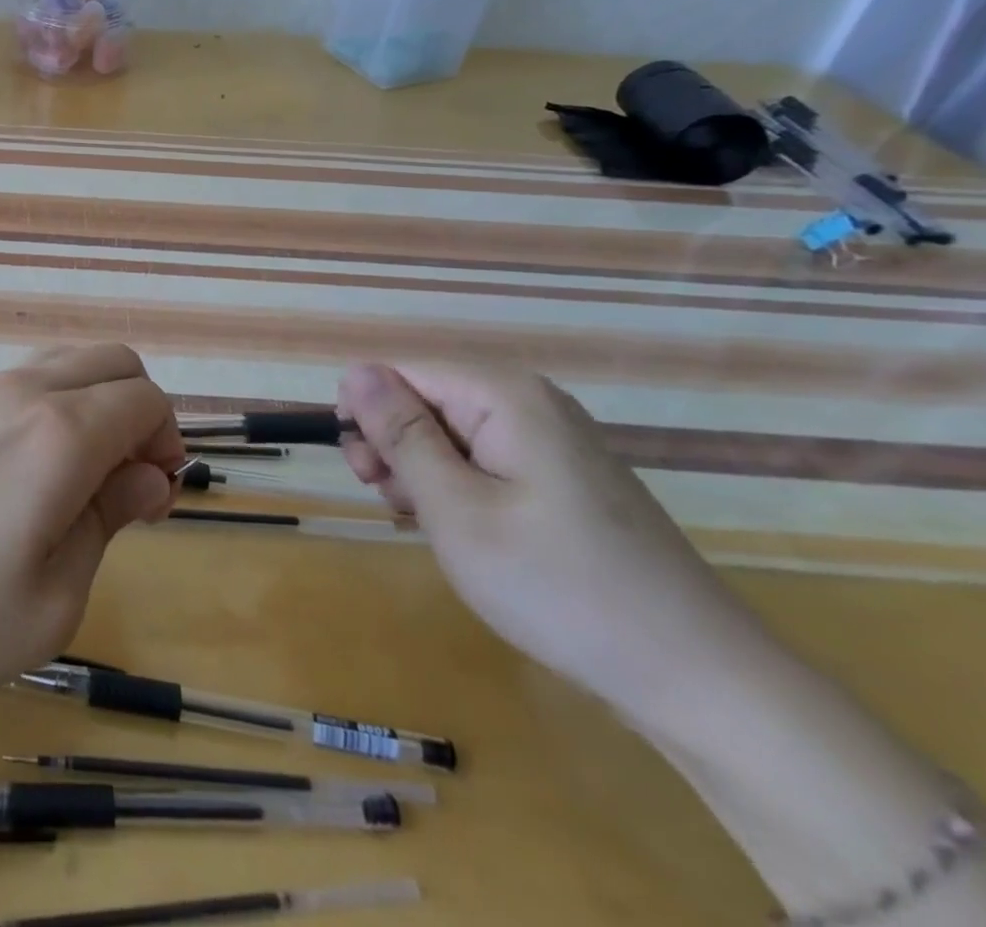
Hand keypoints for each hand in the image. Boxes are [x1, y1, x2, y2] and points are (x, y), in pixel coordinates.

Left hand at [0, 344, 182, 733]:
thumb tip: (148, 475)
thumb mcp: (49, 601)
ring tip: (79, 488)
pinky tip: (25, 482)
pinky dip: (53, 411)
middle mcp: (22, 392)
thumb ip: (108, 520)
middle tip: (126, 489)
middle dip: (140, 412)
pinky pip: (23, 386)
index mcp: (60, 432)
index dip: (169, 443)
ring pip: (65, 365)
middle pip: (111, 361)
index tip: (155, 503)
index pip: (146, 398)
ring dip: (96, 406)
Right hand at [336, 361, 771, 723]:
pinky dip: (460, 490)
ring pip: (450, 434)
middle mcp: (529, 403)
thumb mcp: (456, 510)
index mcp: (503, 396)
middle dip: (394, 446)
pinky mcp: (562, 477)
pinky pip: (485, 461)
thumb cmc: (558, 587)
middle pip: (425, 400)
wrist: (696, 679)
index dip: (368, 416)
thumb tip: (354, 371)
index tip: (365, 474)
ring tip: (433, 528)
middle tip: (393, 503)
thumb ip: (401, 435)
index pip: (399, 372)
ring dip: (423, 474)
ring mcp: (551, 441)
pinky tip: (465, 534)